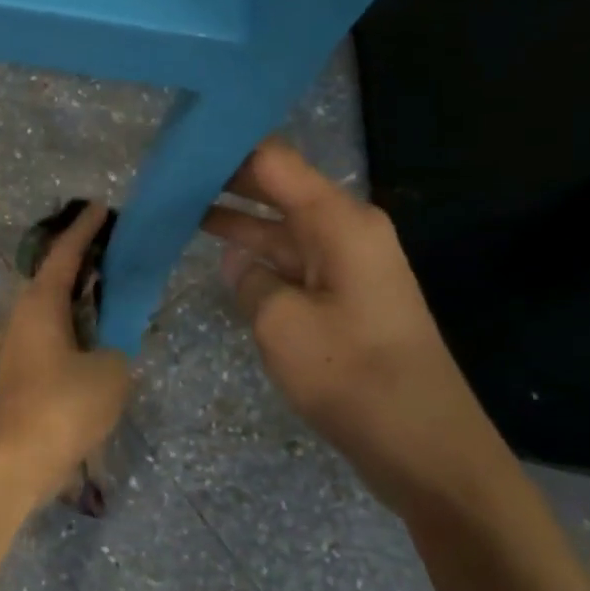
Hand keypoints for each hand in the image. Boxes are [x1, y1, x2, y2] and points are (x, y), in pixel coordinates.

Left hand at [0, 202, 131, 507]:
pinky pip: (50, 336)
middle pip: (53, 277)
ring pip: (50, 309)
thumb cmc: (61, 406)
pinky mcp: (17, 374)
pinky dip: (72, 328)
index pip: (65, 253)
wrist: (12, 462)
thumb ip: (117, 350)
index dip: (85, 228)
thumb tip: (108, 350)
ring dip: (77, 299)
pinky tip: (95, 343)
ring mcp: (15, 346)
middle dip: (81, 262)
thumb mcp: (110, 373)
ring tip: (110, 296)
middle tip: (114, 251)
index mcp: (40, 303)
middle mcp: (21, 316)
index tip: (100, 206)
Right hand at [202, 140, 513, 519]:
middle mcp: (346, 230)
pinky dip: (256, 256)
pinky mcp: (344, 295)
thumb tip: (237, 261)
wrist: (422, 444)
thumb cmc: (350, 374)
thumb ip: (248, 279)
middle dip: (224, 180)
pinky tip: (219, 255)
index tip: (177, 146)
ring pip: (280, 226)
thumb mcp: (279, 322)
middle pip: (277, 188)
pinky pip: (292, 260)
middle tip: (167, 177)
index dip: (225, 148)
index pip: (272, 161)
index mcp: (338, 221)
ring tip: (178, 210)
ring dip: (235, 220)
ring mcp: (347, 264)